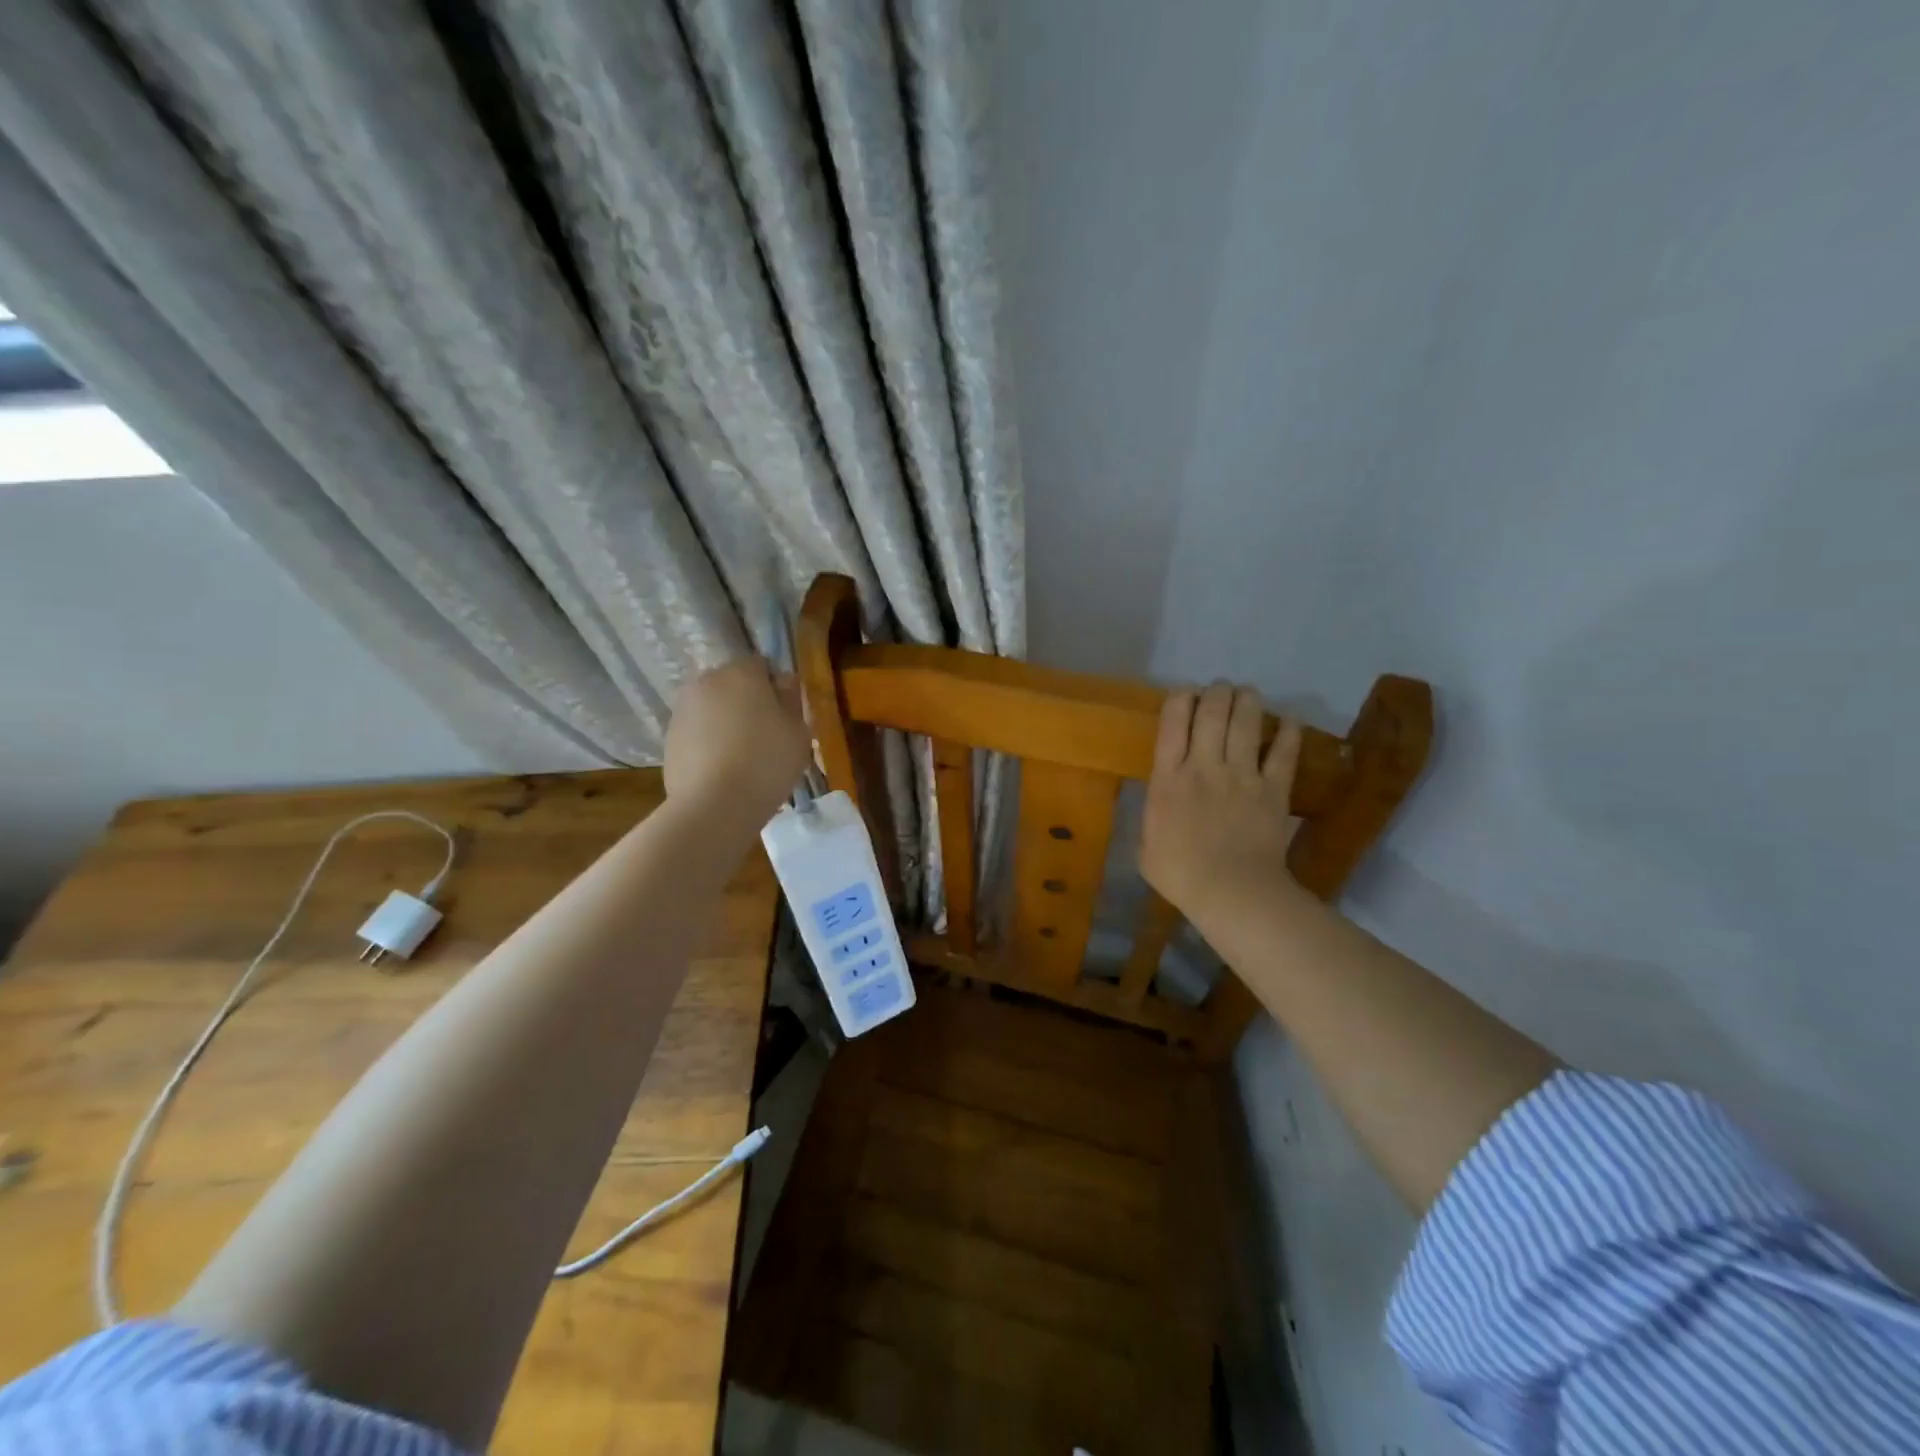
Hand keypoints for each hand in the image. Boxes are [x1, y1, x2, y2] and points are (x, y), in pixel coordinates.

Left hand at [663, 658, 811, 828]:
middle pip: (733, 685)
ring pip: (713, 709)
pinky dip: (709, 743)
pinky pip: (697, 732)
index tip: (786, 716)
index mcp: (741, 672)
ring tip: (743, 758)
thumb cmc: (767, 762)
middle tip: (767, 737)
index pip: (761, 665)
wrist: (714, 805)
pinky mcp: (669, 738)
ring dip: (726, 723)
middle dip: (748, 703)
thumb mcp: (799, 732)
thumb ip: (792, 700)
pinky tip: (723, 771)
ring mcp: (683, 710)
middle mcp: (707, 682)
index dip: (775, 688)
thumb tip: (782, 682)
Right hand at [1140, 682, 1304, 922]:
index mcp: (1168, 779)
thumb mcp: (1145, 845)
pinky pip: (1283, 753)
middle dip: (1216, 693)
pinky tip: (1289, 720)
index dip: (1178, 700)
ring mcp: (1242, 775)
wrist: (1231, 891)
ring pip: (1246, 723)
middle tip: (1219, 688)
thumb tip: (1157, 806)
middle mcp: (1204, 766)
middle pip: (1212, 714)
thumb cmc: (1180, 873)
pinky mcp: (1273, 789)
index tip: (1183, 692)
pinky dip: (1288, 733)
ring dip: (1247, 701)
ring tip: (1248, 693)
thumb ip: (1152, 816)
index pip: (1172, 724)